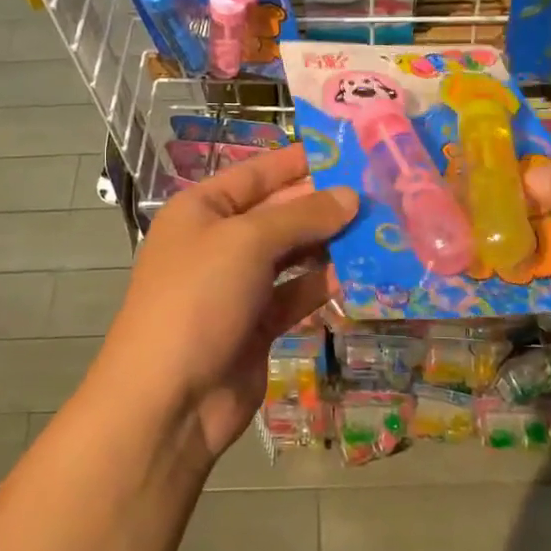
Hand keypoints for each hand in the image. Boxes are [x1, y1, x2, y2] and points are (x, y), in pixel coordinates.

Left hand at [96, 145, 356, 460]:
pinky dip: (324, 283)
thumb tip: (350, 196)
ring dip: (331, 243)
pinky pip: (297, 293)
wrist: (169, 399)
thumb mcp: (247, 242)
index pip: (258, 173)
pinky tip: (363, 272)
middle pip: (279, 212)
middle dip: (324, 203)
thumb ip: (302, 216)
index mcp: (202, 209)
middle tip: (379, 191)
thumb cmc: (198, 299)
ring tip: (381, 227)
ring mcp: (238, 285)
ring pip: (292, 254)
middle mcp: (219, 242)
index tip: (349, 150)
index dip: (300, 160)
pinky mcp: (258, 324)